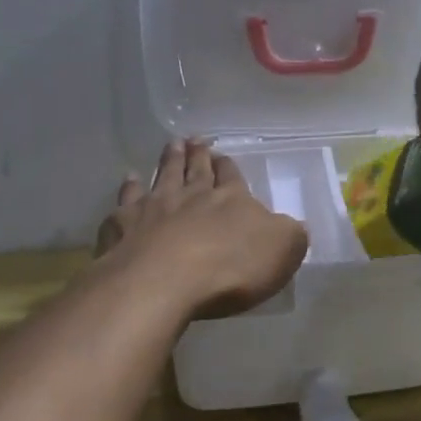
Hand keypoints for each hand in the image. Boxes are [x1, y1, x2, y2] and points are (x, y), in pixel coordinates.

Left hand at [95, 139, 308, 320]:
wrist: (163, 281)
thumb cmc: (230, 268)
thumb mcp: (282, 251)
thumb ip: (290, 235)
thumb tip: (296, 226)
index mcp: (232, 200)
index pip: (232, 177)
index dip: (229, 167)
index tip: (223, 155)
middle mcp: (193, 195)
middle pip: (196, 169)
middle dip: (197, 154)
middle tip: (194, 139)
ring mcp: (155, 207)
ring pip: (163, 175)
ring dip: (168, 160)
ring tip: (170, 144)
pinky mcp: (124, 224)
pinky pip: (127, 200)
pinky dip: (128, 187)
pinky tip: (129, 180)